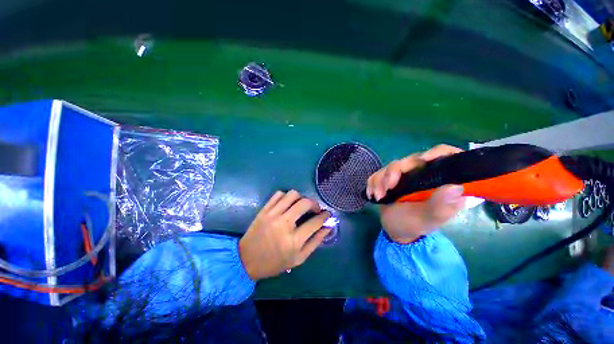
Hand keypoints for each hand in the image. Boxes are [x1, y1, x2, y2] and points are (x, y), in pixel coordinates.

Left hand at [239, 190, 330, 280]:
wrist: (246, 260)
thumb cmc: (275, 262)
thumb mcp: (299, 258)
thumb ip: (315, 242)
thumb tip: (327, 227)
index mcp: (294, 240)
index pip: (315, 222)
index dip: (325, 216)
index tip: (327, 214)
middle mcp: (284, 224)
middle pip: (305, 203)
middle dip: (315, 204)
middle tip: (315, 209)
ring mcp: (272, 215)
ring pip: (292, 194)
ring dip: (301, 198)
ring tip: (301, 206)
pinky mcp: (264, 210)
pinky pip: (278, 194)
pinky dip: (286, 196)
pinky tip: (288, 204)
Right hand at [366, 144, 465, 242]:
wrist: (393, 229)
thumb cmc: (413, 226)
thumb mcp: (428, 219)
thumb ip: (441, 205)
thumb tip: (456, 186)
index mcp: (439, 182)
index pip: (446, 156)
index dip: (438, 152)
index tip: (424, 159)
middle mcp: (423, 174)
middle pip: (411, 160)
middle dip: (393, 173)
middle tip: (386, 189)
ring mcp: (405, 175)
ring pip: (392, 166)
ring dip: (380, 180)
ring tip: (378, 197)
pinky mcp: (390, 178)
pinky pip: (379, 172)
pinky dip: (373, 182)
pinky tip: (372, 194)